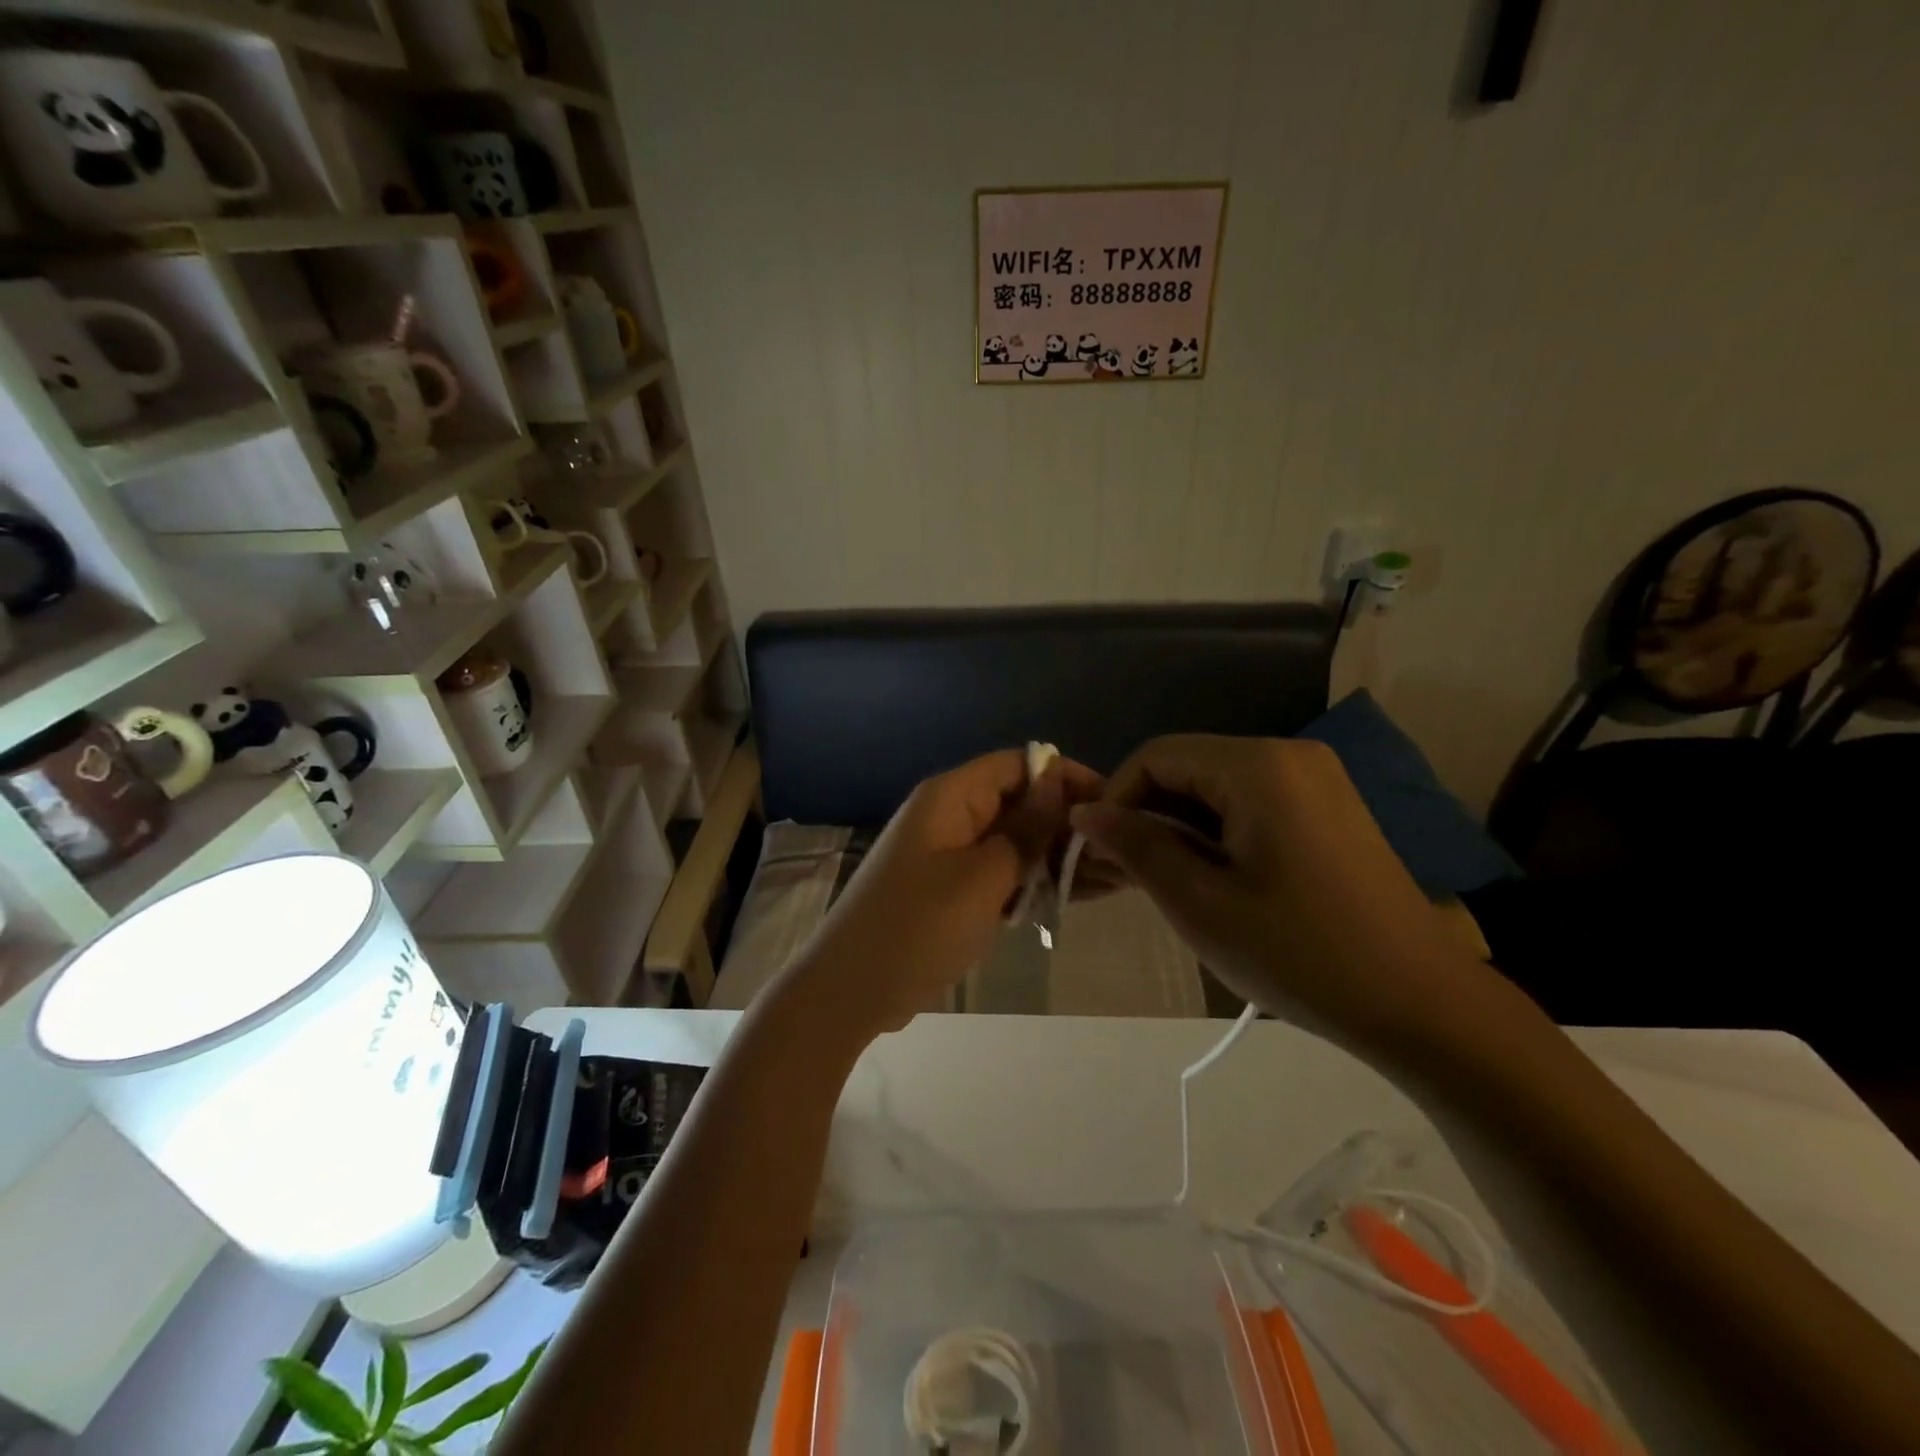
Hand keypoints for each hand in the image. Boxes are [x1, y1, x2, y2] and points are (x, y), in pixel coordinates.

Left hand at [781, 749, 1101, 1043]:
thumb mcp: (982, 877)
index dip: (1064, 776)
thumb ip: (1025, 830)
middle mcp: (951, 815)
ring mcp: (950, 853)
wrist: (850, 990)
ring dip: (1056, 856)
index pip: (1018, 764)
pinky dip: (1033, 881)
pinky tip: (1075, 896)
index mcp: (951, 797)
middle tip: (1118, 853)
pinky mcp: (952, 888)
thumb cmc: (917, 927)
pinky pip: (1000, 872)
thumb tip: (1058, 781)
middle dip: (1067, 822)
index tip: (1111, 803)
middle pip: (1019, 802)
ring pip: (1014, 840)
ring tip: (1111, 878)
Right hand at [1070, 735, 1491, 1054]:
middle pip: (1188, 766)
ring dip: (1181, 825)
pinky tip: (1211, 876)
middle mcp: (1289, 754)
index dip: (1116, 797)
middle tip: (1124, 873)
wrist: (1422, 1004)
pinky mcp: (1329, 806)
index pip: (1156, 756)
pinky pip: (1251, 802)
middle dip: (1148, 813)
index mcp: (1258, 766)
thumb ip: (1137, 846)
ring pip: (1217, 786)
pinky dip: (1218, 831)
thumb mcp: (1201, 904)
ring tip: (1163, 881)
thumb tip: (1086, 813)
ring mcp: (1316, 779)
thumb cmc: (1301, 954)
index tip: (1098, 851)